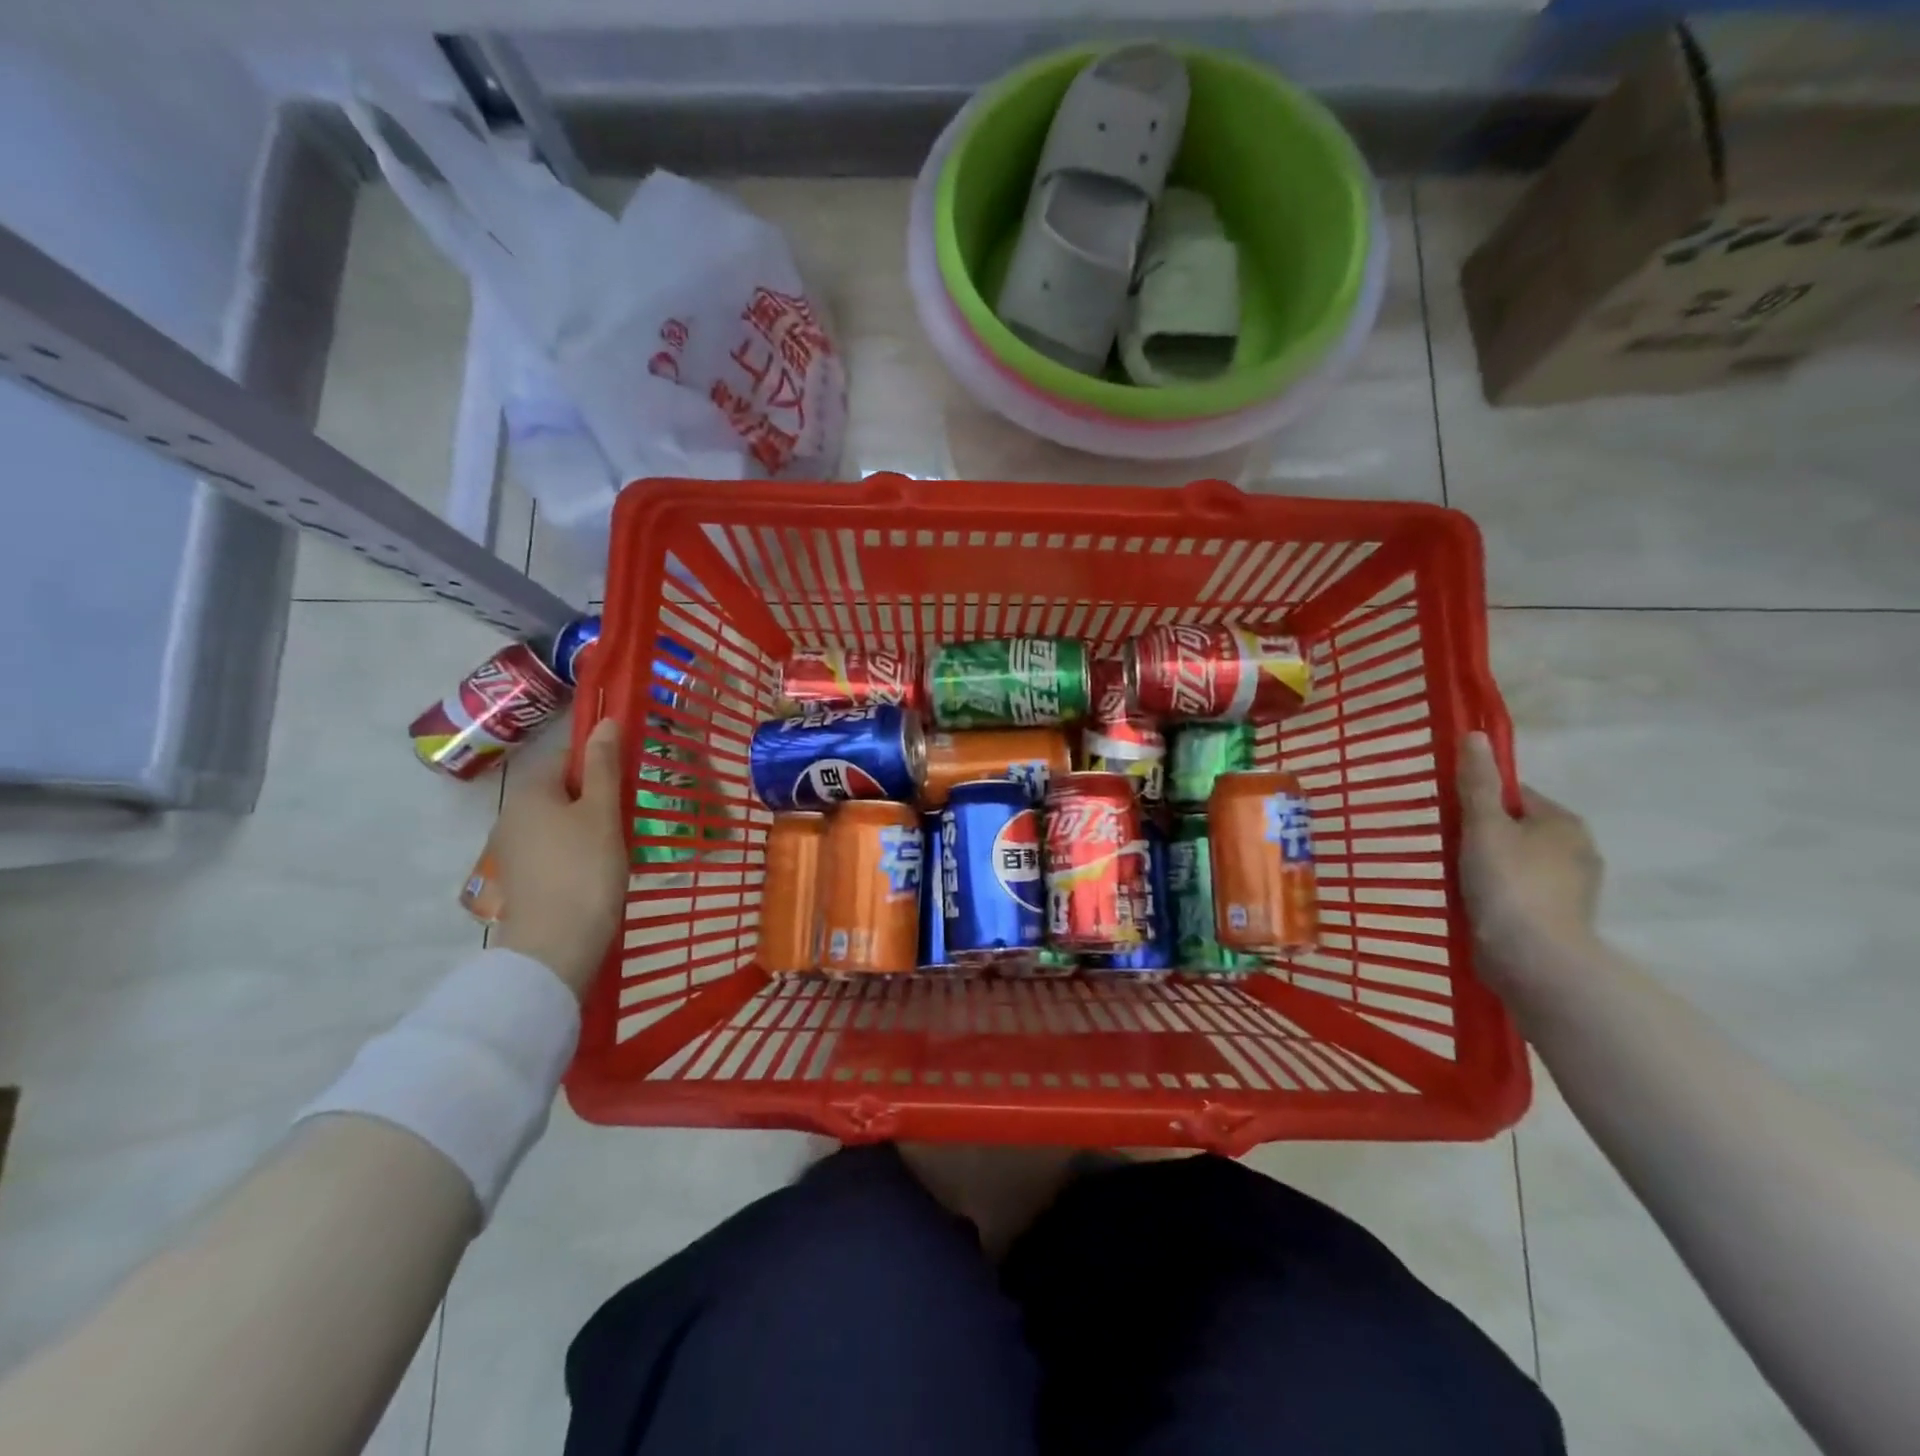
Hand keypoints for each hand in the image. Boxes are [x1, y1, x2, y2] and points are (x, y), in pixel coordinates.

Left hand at [493, 717, 626, 998]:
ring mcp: (512, 849)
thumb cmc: (585, 869)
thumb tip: (605, 721)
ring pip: (558, 821)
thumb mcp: (602, 812)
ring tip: (620, 843)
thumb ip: (603, 766)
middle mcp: (512, 814)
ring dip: (588, 825)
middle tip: (629, 813)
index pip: (566, 757)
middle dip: (595, 796)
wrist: (556, 945)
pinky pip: (553, 849)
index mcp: (530, 791)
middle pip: (561, 790)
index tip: (628, 780)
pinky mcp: (520, 878)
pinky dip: (576, 850)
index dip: (600, 762)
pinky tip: (598, 868)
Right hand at [1457, 732, 1602, 988]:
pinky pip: (1520, 892)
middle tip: (1445, 849)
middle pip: (1515, 828)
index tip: (1448, 817)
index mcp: (1564, 822)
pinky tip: (1474, 904)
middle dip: (1481, 836)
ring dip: (1488, 866)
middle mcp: (1577, 850)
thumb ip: (1477, 783)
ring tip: (1455, 879)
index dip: (1478, 801)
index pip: (1515, 795)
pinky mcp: (1559, 918)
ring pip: (1517, 862)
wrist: (1535, 960)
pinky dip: (1498, 893)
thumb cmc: (1508, 884)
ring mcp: (1571, 888)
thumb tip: (1476, 736)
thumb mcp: (1483, 826)